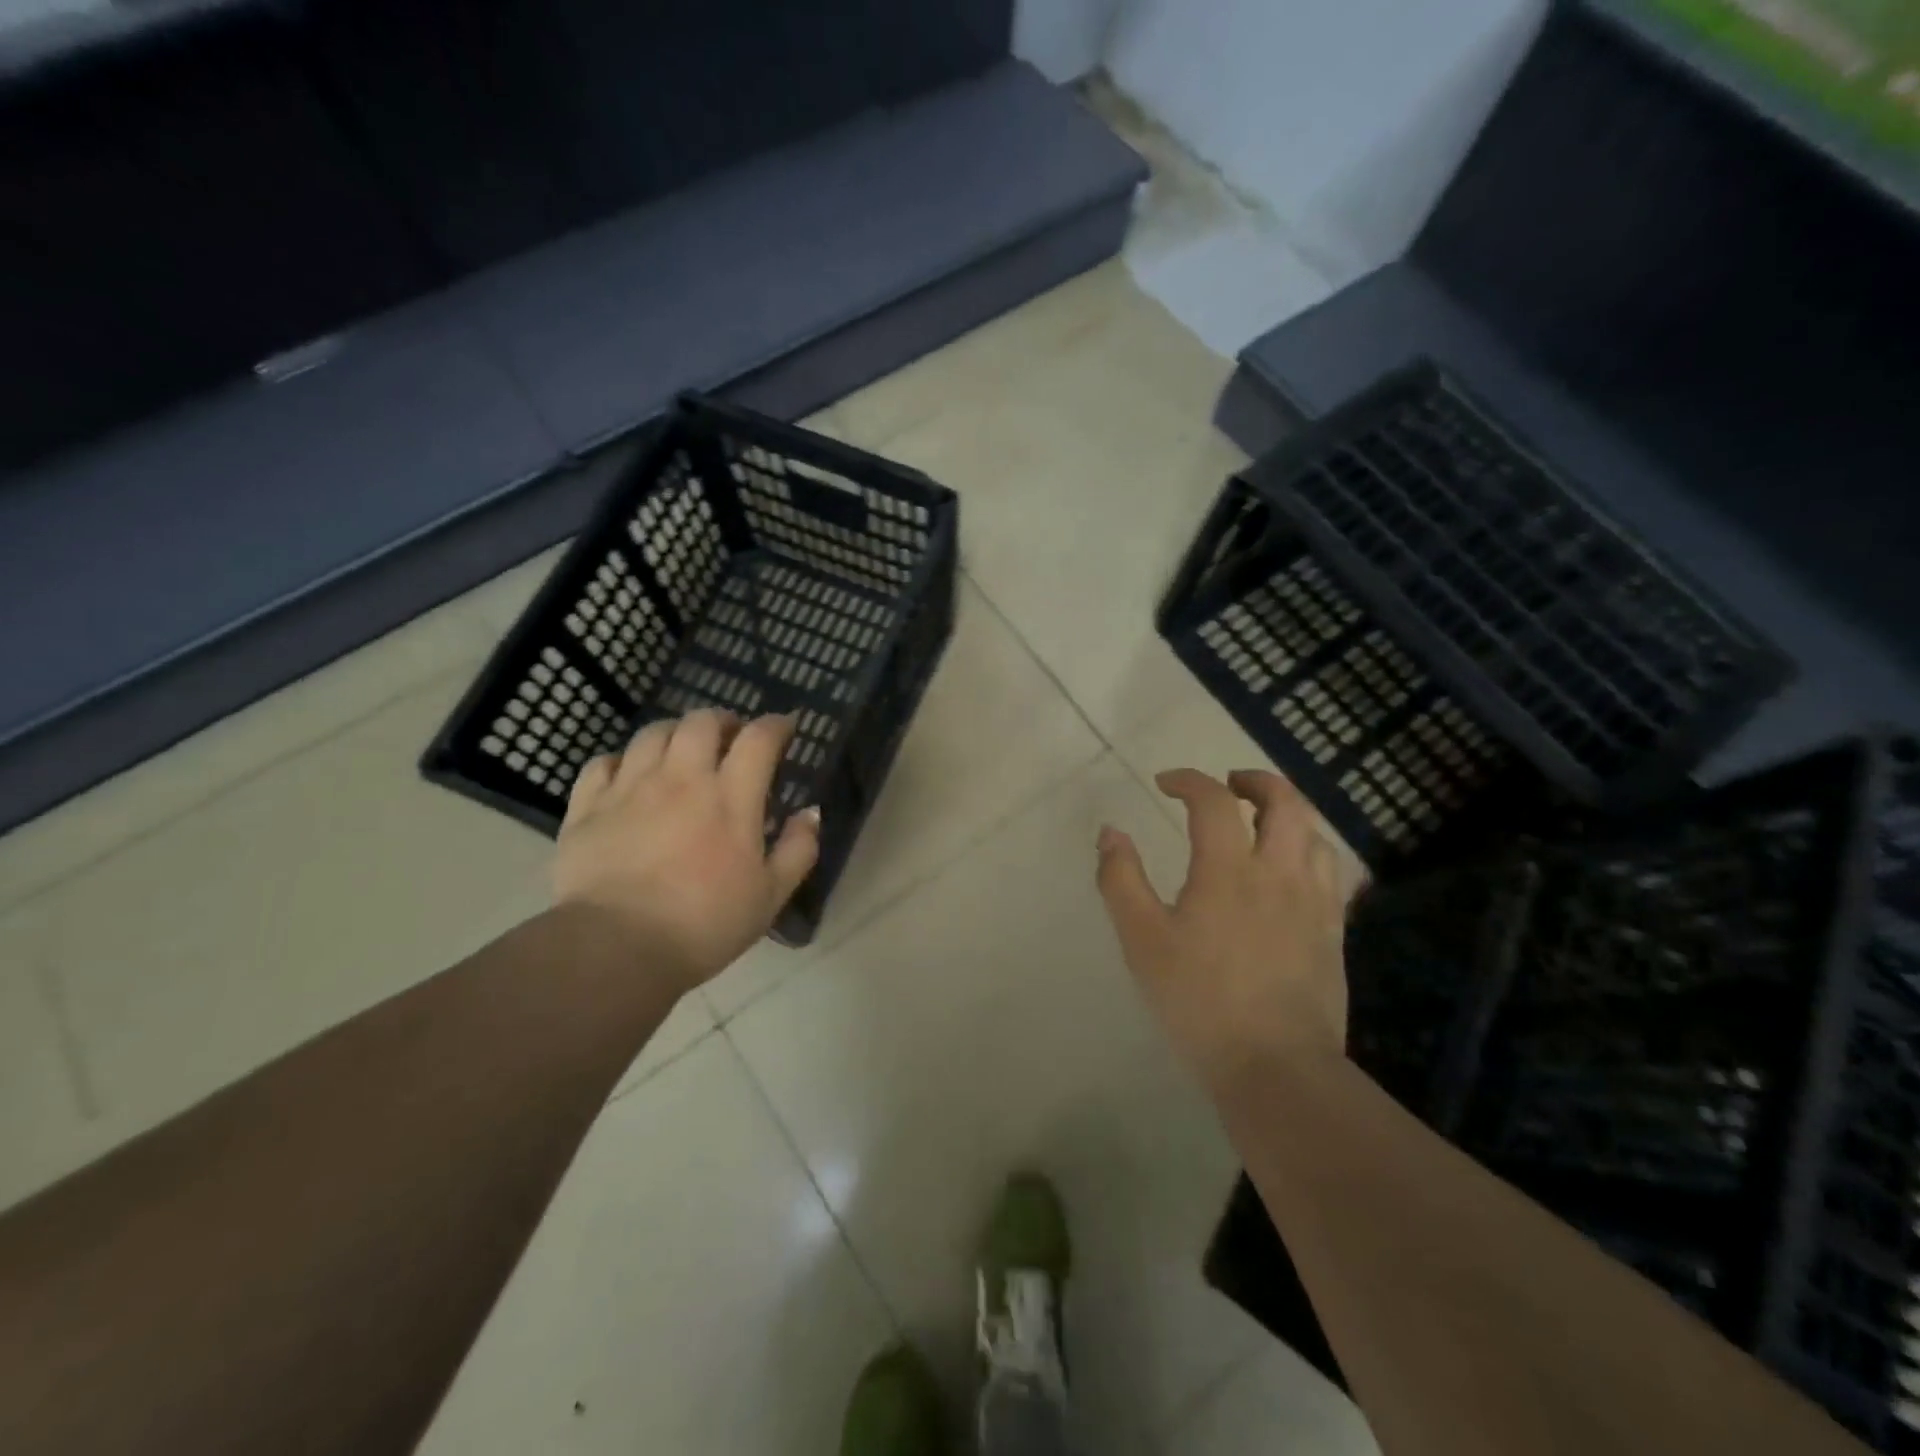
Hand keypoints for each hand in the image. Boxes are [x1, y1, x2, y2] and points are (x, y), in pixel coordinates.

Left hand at [553, 708, 820, 990]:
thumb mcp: (770, 896)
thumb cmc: (704, 924)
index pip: (759, 739)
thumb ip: (798, 849)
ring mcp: (629, 788)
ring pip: (652, 734)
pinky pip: (602, 763)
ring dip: (674, 732)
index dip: (776, 725)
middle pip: (701, 722)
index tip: (785, 727)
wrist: (616, 949)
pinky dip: (621, 761)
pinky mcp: (587, 807)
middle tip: (731, 737)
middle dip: (723, 720)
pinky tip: (628, 775)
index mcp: (730, 797)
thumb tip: (811, 812)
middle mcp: (680, 778)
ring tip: (682, 749)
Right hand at [1095, 768, 1351, 1086]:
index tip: (1165, 783)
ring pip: (1314, 833)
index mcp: (1229, 870)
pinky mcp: (1333, 932)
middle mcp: (1278, 872)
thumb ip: (1121, 880)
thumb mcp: (1142, 940)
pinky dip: (1310, 851)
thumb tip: (1110, 832)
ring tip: (1261, 822)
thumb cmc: (1199, 1001)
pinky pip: (1332, 873)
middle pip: (1284, 802)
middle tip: (1229, 785)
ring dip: (1287, 813)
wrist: (1275, 1067)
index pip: (1213, 801)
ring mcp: (1314, 902)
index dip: (1188, 780)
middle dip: (1255, 781)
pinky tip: (1294, 869)